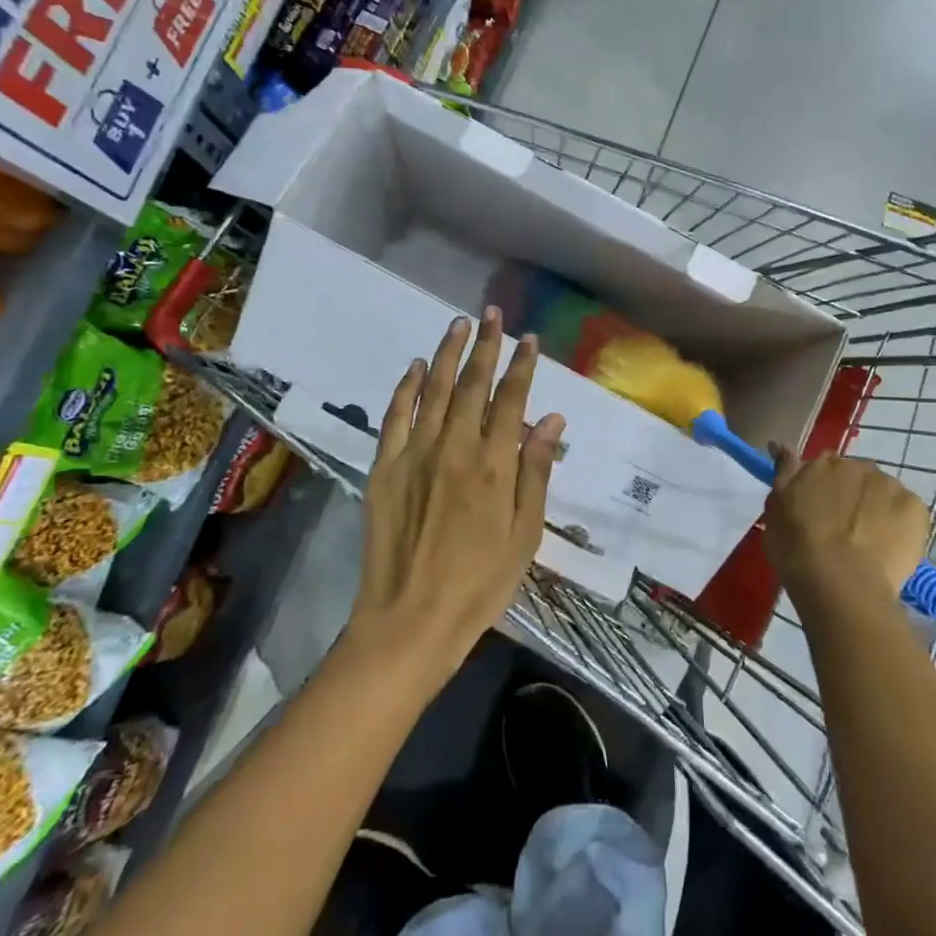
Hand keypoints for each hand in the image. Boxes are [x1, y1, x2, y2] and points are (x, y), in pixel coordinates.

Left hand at [350, 307, 565, 673]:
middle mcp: (454, 447)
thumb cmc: (481, 582)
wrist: (411, 620)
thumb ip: (536, 471)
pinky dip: (405, 388)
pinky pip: (395, 417)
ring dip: (446, 354)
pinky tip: (414, 367)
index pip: (510, 399)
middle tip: (492, 315)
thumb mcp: (525, 533)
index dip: (521, 366)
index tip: (528, 338)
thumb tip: (551, 419)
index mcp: (493, 464)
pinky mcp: (384, 468)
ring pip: (433, 391)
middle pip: (471, 385)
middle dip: (485, 346)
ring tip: (457, 324)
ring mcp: (414, 455)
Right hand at [762, 447, 929, 602]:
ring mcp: (889, 485)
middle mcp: (857, 466)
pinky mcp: (915, 508)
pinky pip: (907, 511)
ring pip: (882, 492)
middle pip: (855, 476)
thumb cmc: (797, 549)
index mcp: (822, 463)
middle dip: (850, 495)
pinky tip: (889, 547)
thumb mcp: (775, 510)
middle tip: (842, 529)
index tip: (818, 509)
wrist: (842, 585)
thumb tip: (783, 447)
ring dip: (876, 507)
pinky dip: (900, 524)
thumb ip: (784, 474)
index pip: (823, 466)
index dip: (821, 488)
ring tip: (868, 542)